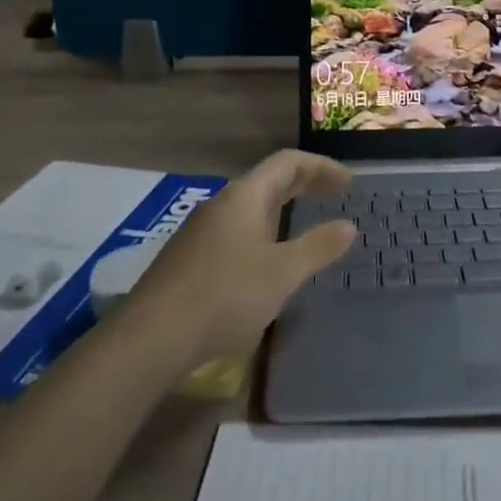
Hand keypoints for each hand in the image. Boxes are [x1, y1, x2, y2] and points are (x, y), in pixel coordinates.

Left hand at [124, 150, 356, 362]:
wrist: (151, 338)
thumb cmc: (225, 295)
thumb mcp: (282, 273)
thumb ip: (317, 247)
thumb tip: (348, 226)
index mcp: (244, 196)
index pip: (288, 162)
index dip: (321, 167)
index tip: (348, 183)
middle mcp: (221, 204)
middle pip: (268, 181)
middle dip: (304, 184)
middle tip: (335, 196)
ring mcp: (201, 232)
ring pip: (250, 208)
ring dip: (283, 210)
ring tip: (306, 226)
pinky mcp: (190, 259)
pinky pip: (237, 231)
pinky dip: (264, 232)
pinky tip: (268, 262)